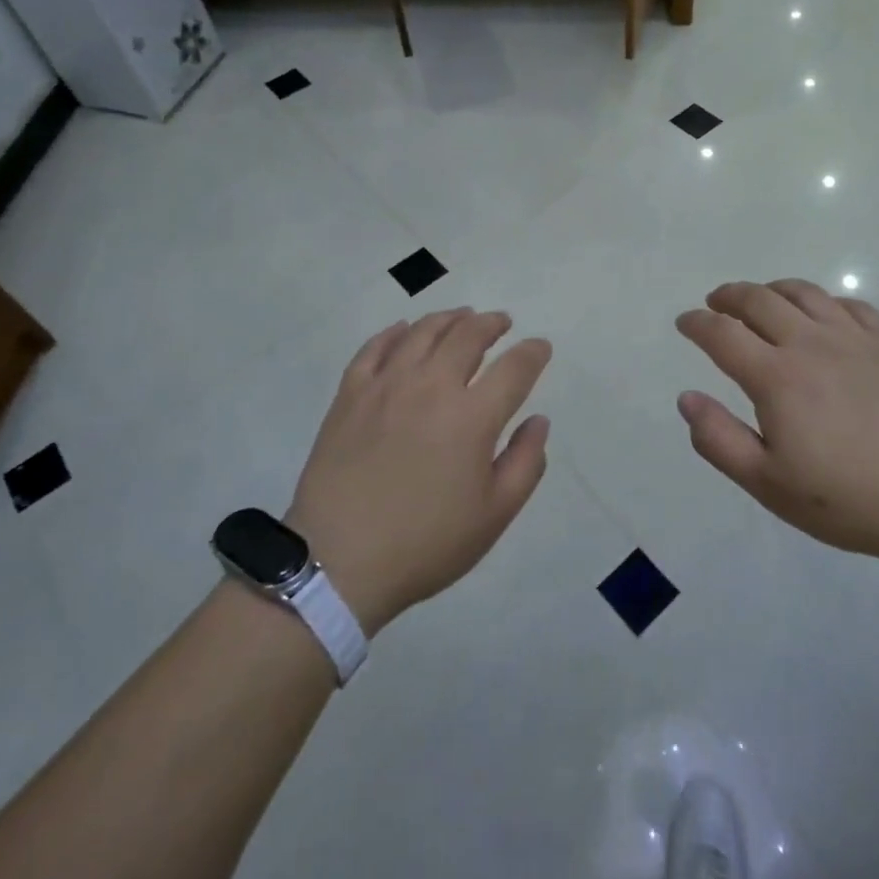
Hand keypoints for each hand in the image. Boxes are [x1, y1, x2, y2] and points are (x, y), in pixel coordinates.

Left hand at [285, 309, 551, 634]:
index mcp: (472, 416)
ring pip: (422, 332)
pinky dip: (395, 332)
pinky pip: (375, 347)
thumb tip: (538, 421)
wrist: (339, 561)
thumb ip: (525, 462)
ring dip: (449, 319)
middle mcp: (431, 386)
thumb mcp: (494, 515)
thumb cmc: (425, 544)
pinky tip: (404, 330)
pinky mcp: (350, 394)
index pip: (514, 368)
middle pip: (467, 336)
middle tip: (501, 322)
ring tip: (461, 317)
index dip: (533, 353)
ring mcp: (386, 385)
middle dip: (491, 323)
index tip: (540, 348)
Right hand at [675, 280, 878, 572]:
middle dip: (728, 296)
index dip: (697, 323)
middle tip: (715, 303)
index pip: (722, 333)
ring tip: (760, 300)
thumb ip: (719, 439)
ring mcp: (855, 337)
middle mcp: (811, 342)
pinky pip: (848, 303)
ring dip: (771, 289)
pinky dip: (822, 300)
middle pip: (759, 299)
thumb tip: (687, 397)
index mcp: (776, 376)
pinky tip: (821, 314)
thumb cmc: (850, 500)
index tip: (684, 322)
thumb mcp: (769, 484)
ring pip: (803, 292)